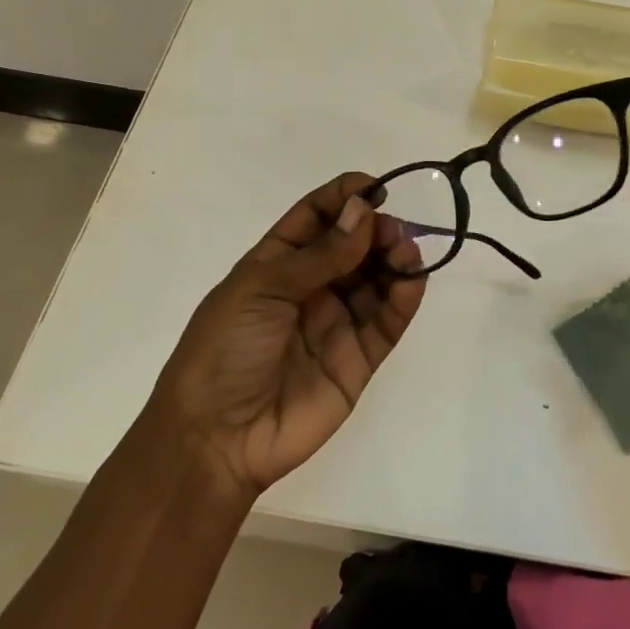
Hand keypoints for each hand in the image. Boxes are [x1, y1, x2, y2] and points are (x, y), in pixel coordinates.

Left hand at [154, 173, 425, 498]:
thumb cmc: (226, 350)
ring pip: (376, 280)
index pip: (316, 217)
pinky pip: (387, 321)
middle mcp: (310, 288)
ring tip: (406, 250)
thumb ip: (320, 255)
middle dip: (375, 229)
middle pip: (353, 246)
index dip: (345, 198)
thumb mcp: (262, 289)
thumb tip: (364, 211)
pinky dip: (404, 297)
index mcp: (276, 264)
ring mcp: (336, 323)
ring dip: (394, 259)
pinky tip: (413, 278)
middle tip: (393, 229)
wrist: (216, 439)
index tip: (376, 189)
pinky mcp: (359, 359)